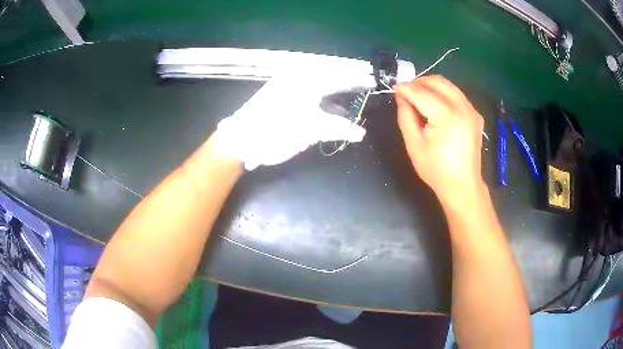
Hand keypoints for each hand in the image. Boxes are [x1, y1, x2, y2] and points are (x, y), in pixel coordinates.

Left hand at [213, 70, 375, 169]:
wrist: (241, 140)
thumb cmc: (277, 131)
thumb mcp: (311, 129)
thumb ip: (338, 128)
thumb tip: (360, 133)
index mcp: (306, 79)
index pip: (338, 75)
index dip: (356, 79)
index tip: (371, 81)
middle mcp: (297, 78)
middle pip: (329, 78)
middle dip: (347, 84)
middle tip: (364, 89)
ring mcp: (287, 87)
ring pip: (318, 87)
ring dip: (335, 95)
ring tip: (352, 103)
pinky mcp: (281, 98)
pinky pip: (308, 96)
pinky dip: (321, 103)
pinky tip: (331, 113)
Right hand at [394, 75, 484, 206]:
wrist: (462, 185)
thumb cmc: (436, 170)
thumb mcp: (414, 145)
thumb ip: (405, 116)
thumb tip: (401, 96)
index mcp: (447, 118)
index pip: (422, 93)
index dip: (406, 89)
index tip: (394, 87)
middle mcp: (462, 109)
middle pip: (438, 82)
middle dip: (419, 82)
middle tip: (406, 91)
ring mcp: (471, 110)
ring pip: (448, 85)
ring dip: (431, 85)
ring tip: (418, 95)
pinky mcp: (475, 114)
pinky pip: (456, 94)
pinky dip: (443, 93)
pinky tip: (434, 104)